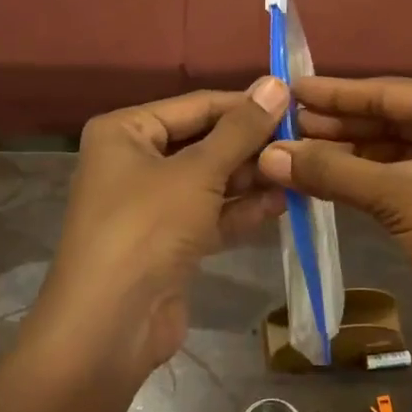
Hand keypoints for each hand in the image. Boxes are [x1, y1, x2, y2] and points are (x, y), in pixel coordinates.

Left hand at [27, 79, 289, 384]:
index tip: (294, 104)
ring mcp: (151, 206)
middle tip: (302, 142)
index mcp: (125, 132)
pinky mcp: (168, 243)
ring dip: (251, 178)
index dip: (245, 105)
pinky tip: (282, 203)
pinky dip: (241, 210)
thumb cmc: (147, 228)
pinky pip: (210, 215)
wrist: (109, 328)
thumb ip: (241, 129)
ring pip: (210, 181)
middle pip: (204, 143)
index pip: (196, 105)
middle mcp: (134, 162)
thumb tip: (276, 83)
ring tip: (298, 171)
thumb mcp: (198, 171)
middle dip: (250, 146)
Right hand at [257, 77, 411, 365]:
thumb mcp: (397, 196)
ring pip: (392, 151)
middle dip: (338, 125)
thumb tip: (268, 153)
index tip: (291, 88)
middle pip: (391, 118)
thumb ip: (332, 170)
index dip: (337, 93)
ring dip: (346, 155)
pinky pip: (398, 179)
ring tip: (293, 152)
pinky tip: (323, 180)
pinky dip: (362, 180)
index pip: (391, 91)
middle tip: (284, 124)